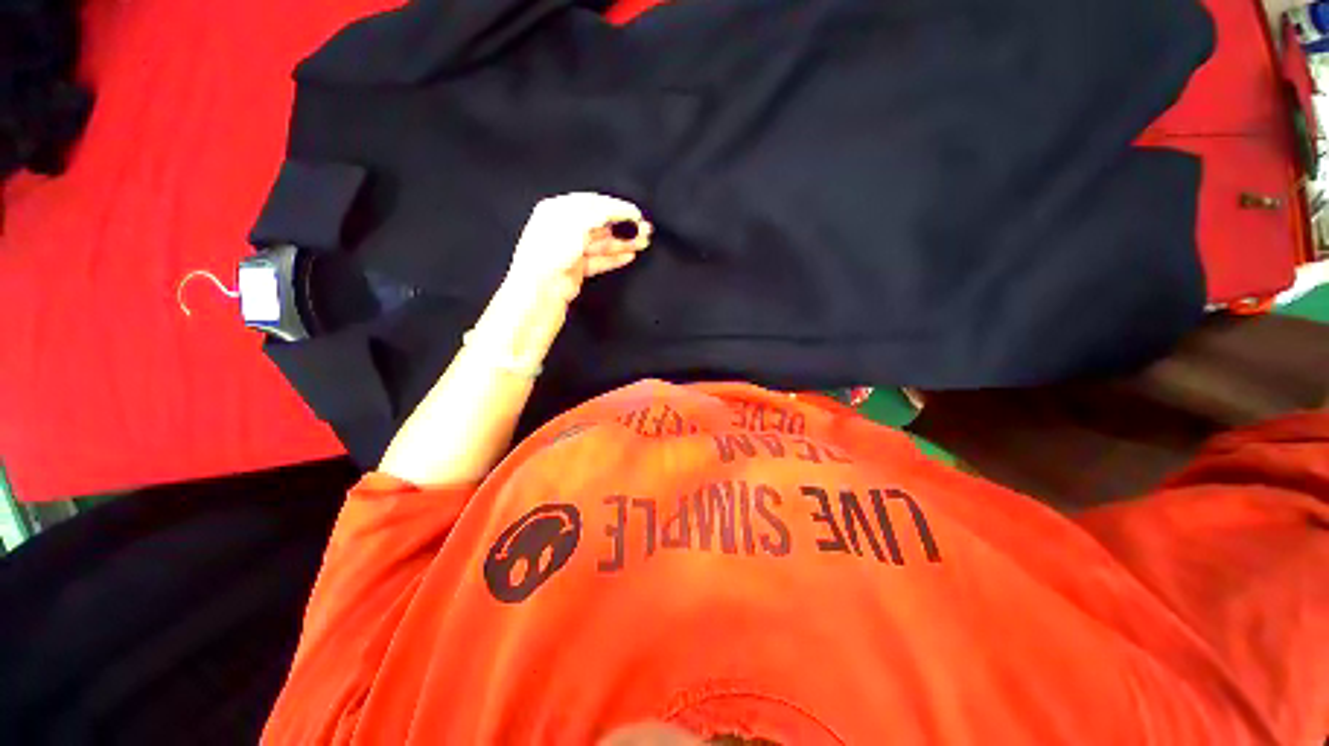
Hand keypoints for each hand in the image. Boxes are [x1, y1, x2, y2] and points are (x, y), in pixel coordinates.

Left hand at [505, 192, 652, 303]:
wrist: (539, 292)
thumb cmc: (550, 254)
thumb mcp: (577, 224)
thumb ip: (601, 214)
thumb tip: (620, 210)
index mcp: (557, 211)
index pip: (592, 203)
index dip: (615, 207)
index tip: (635, 213)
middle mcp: (562, 229)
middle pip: (598, 224)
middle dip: (622, 226)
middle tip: (643, 229)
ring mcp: (569, 251)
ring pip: (601, 243)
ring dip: (622, 243)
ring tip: (642, 243)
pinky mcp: (575, 270)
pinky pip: (599, 261)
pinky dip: (614, 258)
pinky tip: (629, 256)